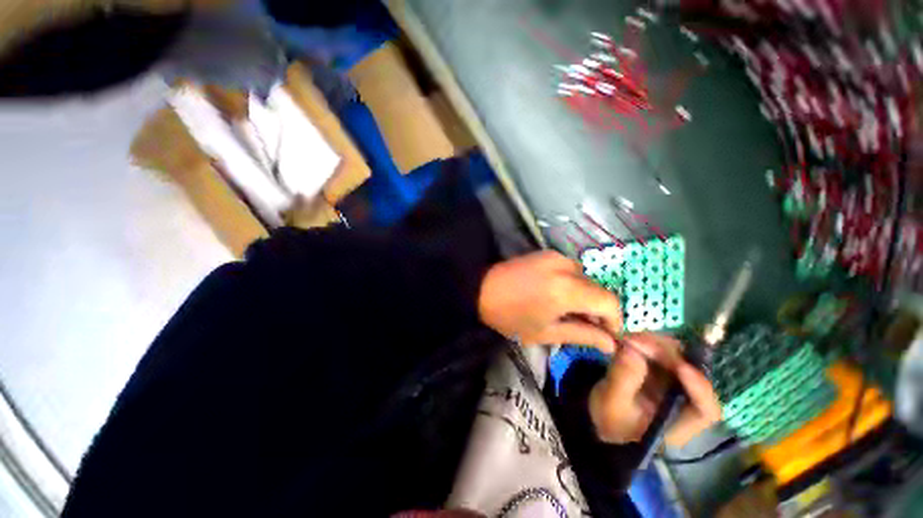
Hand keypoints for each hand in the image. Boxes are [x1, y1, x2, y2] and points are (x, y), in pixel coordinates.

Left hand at [478, 251, 622, 351]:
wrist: (480, 289)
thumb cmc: (510, 317)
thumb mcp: (545, 333)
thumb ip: (582, 335)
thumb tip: (611, 343)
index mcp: (566, 290)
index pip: (609, 302)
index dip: (614, 319)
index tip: (607, 334)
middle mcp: (566, 267)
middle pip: (598, 288)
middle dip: (598, 309)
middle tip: (586, 325)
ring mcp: (555, 256)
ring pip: (585, 278)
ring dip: (584, 295)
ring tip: (568, 310)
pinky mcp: (546, 253)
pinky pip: (570, 268)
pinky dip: (572, 283)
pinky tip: (557, 294)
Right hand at [589, 333, 721, 446]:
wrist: (598, 415)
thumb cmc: (609, 418)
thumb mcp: (612, 403)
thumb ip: (623, 380)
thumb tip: (631, 350)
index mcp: (679, 423)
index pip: (706, 410)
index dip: (699, 387)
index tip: (680, 367)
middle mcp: (683, 401)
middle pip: (692, 374)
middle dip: (668, 355)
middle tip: (638, 342)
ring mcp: (672, 383)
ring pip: (678, 357)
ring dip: (656, 344)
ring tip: (629, 339)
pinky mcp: (659, 370)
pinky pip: (661, 351)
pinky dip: (647, 342)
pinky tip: (629, 339)